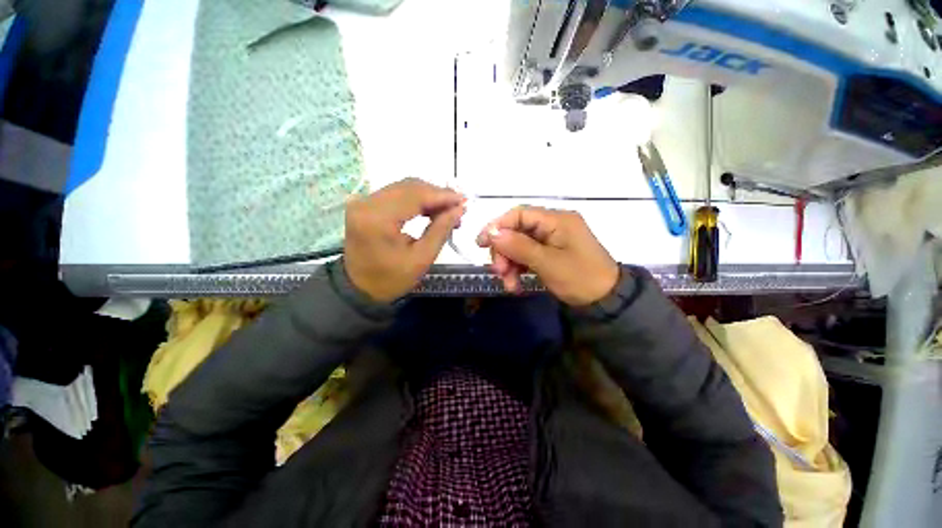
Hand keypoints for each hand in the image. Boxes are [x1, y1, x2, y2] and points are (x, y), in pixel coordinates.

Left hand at [344, 178, 464, 302]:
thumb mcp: (421, 259)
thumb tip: (459, 209)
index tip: (464, 201)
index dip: (442, 196)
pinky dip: (416, 200)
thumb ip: (441, 230)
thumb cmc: (391, 279)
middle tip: (457, 208)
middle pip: (409, 187)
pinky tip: (429, 210)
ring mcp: (363, 202)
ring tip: (447, 211)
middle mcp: (366, 203)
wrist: (359, 288)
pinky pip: (395, 194)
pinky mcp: (364, 204)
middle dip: (437, 195)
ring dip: (428, 196)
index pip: (415, 195)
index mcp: (377, 218)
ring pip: (403, 188)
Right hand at [476, 206, 618, 305]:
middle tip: (499, 272)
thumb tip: (492, 232)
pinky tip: (516, 284)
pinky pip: (527, 255)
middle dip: (504, 251)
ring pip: (519, 245)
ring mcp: (552, 239)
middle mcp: (553, 225)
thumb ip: (519, 246)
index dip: (498, 226)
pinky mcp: (550, 253)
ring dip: (510, 264)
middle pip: (517, 230)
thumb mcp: (548, 263)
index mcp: (557, 220)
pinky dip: (519, 268)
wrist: (607, 301)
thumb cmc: (580, 278)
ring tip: (509, 285)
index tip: (481, 244)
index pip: (519, 214)